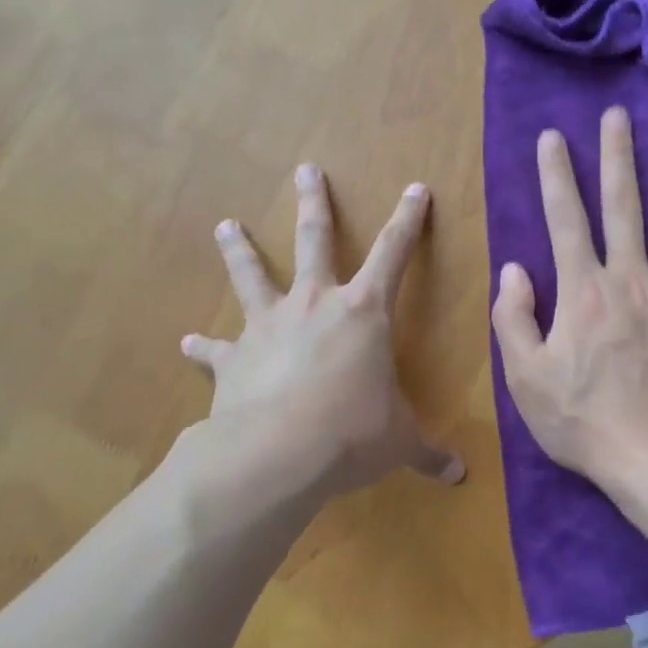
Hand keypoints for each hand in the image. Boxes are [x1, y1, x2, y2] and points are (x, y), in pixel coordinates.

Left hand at [182, 165, 463, 499]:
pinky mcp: (233, 358)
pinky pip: (215, 348)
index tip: (414, 188)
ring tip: (225, 226)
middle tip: (305, 170)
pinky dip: (203, 345)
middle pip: (315, 240)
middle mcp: (314, 305)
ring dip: (239, 250)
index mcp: (363, 313)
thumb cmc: (354, 433)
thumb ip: (428, 453)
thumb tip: (460, 477)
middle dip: (315, 203)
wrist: (278, 453)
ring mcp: (268, 326)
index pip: (395, 254)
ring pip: (252, 276)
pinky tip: (187, 341)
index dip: (408, 220)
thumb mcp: (400, 442)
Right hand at [492, 107, 647, 482]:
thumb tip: (513, 269)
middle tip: (618, 116)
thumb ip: (513, 318)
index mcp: (582, 291)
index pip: (564, 219)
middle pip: (622, 206)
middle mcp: (629, 278)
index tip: (552, 137)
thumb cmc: (582, 421)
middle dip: (617, 157)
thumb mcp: (525, 377)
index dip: (555, 175)